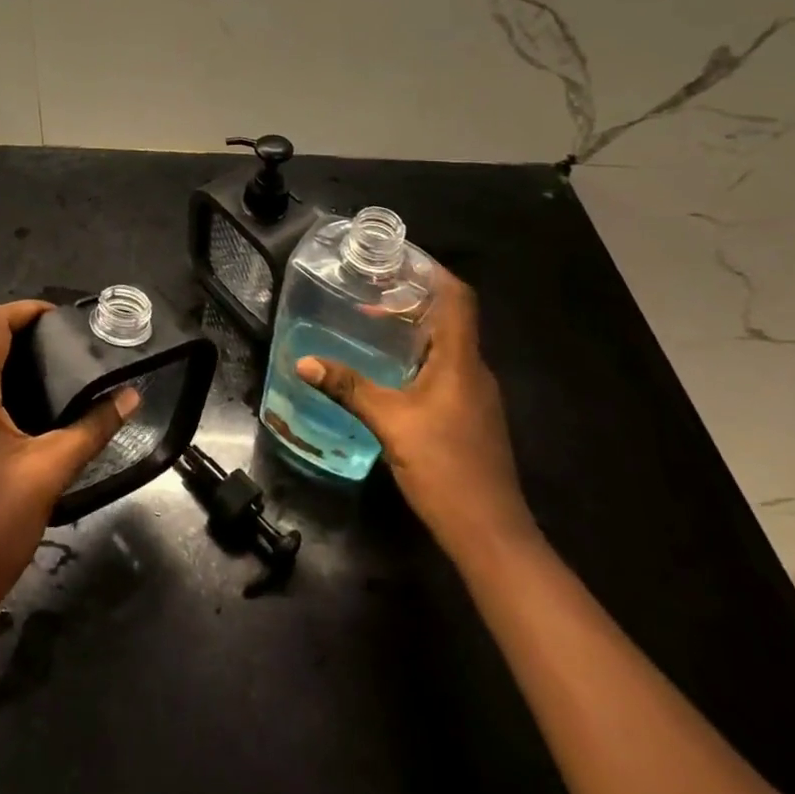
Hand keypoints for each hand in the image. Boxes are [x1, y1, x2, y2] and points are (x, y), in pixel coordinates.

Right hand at [295, 268, 532, 554]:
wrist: (490, 533)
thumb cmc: (445, 467)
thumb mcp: (390, 422)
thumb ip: (348, 387)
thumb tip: (303, 361)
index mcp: (461, 361)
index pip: (458, 298)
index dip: (433, 273)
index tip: (398, 260)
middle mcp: (474, 370)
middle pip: (450, 318)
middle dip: (413, 300)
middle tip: (370, 291)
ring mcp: (476, 396)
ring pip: (447, 346)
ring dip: (414, 330)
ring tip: (372, 324)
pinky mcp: (470, 416)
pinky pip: (446, 370)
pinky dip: (418, 357)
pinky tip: (389, 371)